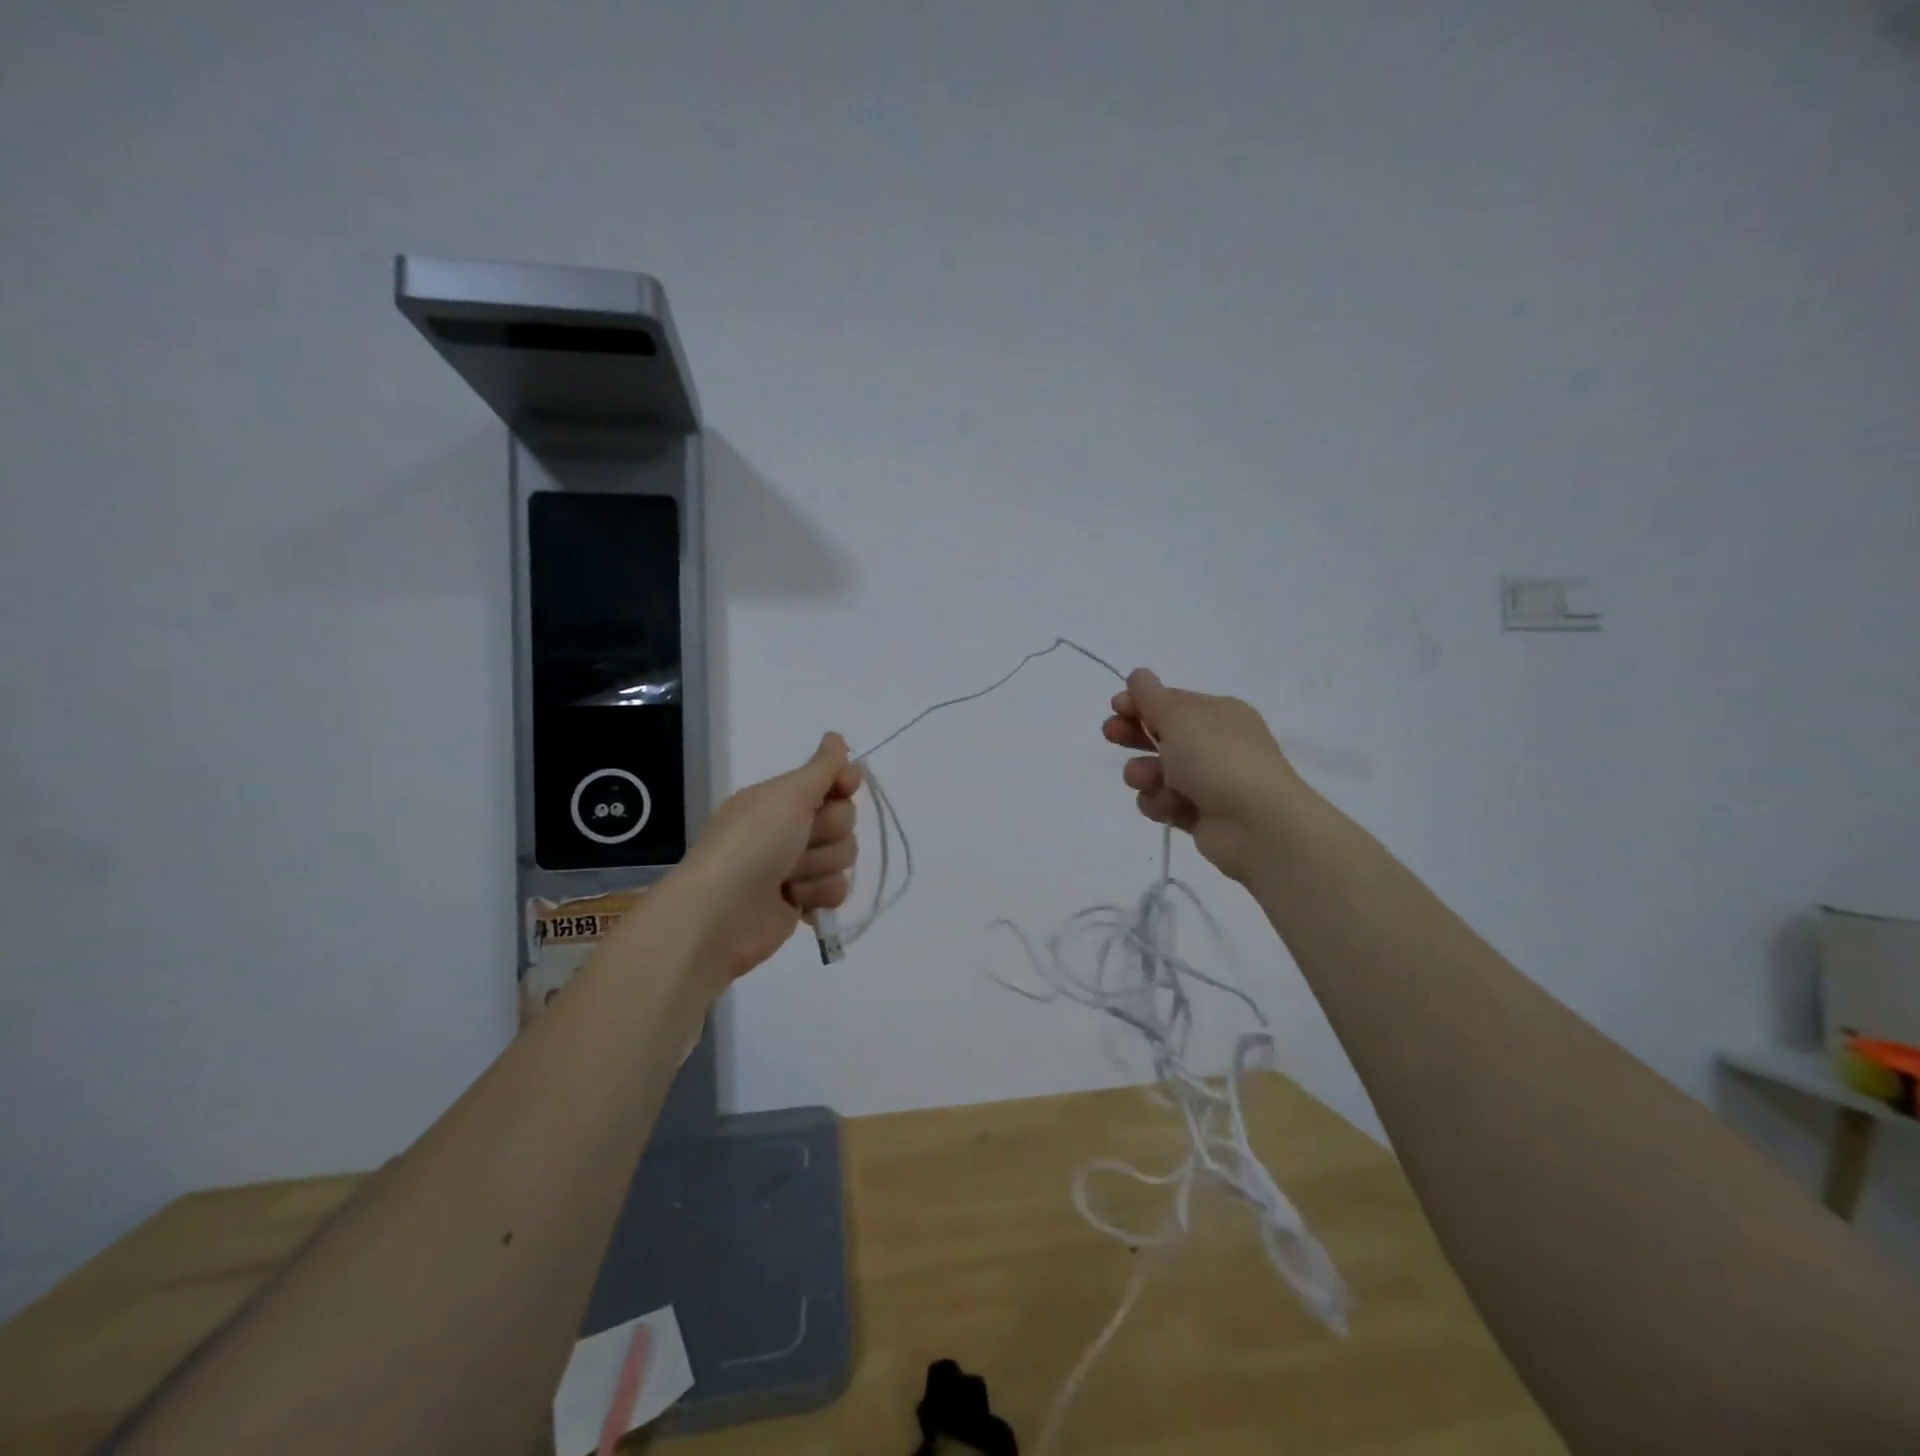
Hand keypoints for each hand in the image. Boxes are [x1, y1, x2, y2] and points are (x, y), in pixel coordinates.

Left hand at [678, 734, 860, 983]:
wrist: (721, 914)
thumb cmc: (752, 844)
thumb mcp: (787, 795)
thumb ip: (821, 768)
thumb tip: (836, 737)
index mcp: (781, 799)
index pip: (832, 781)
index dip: (843, 784)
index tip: (845, 786)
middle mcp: (789, 828)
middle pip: (844, 820)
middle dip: (827, 832)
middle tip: (798, 841)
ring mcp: (796, 866)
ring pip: (843, 856)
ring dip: (819, 867)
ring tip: (788, 878)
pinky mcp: (802, 901)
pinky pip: (837, 889)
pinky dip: (818, 894)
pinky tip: (794, 900)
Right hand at [1102, 669, 1303, 882]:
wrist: (1256, 824)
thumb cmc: (1217, 758)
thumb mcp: (1180, 716)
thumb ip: (1151, 696)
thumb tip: (1138, 675)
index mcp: (1218, 713)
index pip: (1172, 701)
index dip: (1140, 703)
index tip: (1114, 707)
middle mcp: (1214, 744)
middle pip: (1161, 735)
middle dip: (1133, 734)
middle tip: (1111, 734)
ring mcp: (1208, 781)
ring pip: (1156, 772)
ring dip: (1143, 773)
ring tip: (1146, 779)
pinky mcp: (1199, 815)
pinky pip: (1164, 803)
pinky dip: (1159, 803)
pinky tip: (1167, 806)